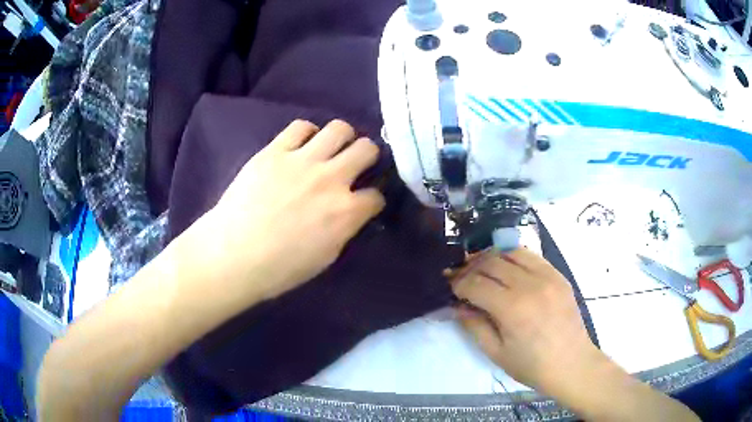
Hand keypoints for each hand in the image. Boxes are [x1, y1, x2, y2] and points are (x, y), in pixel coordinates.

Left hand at [210, 119, 384, 300]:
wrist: (232, 255)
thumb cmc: (279, 269)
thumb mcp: (325, 257)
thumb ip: (344, 229)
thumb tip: (350, 214)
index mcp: (346, 212)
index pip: (376, 195)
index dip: (373, 199)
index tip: (365, 202)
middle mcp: (331, 179)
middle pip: (367, 149)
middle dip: (368, 155)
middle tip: (355, 164)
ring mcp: (302, 160)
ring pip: (339, 128)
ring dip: (342, 138)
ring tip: (330, 148)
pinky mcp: (275, 151)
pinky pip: (300, 126)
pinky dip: (306, 133)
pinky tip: (300, 146)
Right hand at [451, 248, 601, 392]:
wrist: (571, 363)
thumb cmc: (531, 365)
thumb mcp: (496, 352)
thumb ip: (474, 325)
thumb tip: (457, 305)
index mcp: (512, 309)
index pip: (475, 283)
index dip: (458, 282)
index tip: (449, 285)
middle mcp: (530, 285)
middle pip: (491, 262)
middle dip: (470, 266)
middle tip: (460, 276)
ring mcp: (547, 276)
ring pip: (511, 252)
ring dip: (491, 256)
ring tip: (481, 267)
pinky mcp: (558, 275)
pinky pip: (531, 256)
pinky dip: (513, 257)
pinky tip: (507, 267)